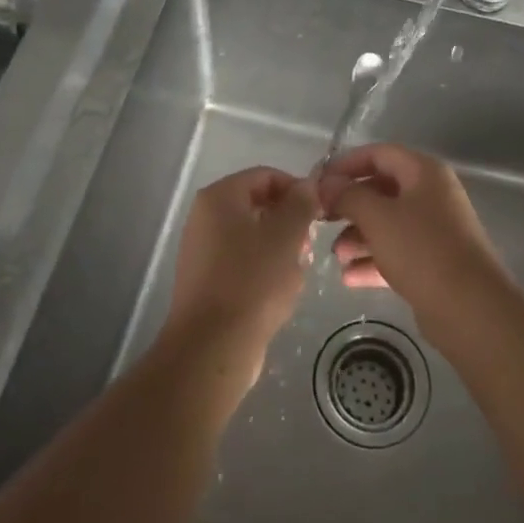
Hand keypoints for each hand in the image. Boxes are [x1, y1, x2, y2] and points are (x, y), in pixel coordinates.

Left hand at [162, 166, 317, 384]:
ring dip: (281, 249)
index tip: (321, 212)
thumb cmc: (253, 281)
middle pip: (258, 205)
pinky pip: (243, 263)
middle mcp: (204, 218)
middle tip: (310, 246)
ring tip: (298, 271)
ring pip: (253, 237)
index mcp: (219, 198)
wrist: (213, 346)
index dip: (297, 189)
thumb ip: (301, 204)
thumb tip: (308, 185)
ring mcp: (202, 251)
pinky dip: (265, 270)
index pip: (265, 176)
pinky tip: (281, 291)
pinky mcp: (206, 281)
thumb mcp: (287, 236)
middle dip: (290, 223)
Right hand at [316, 144, 507, 329]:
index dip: (345, 164)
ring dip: (358, 237)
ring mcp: (435, 230)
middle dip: (350, 205)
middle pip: (382, 189)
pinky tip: (349, 277)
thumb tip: (327, 184)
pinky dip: (373, 260)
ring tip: (336, 255)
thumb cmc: (421, 250)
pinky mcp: (434, 263)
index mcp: (424, 172)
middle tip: (321, 219)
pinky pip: (397, 253)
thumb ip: (348, 196)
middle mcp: (431, 195)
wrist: (470, 308)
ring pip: (388, 224)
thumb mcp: (377, 217)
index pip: (379, 154)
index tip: (317, 182)